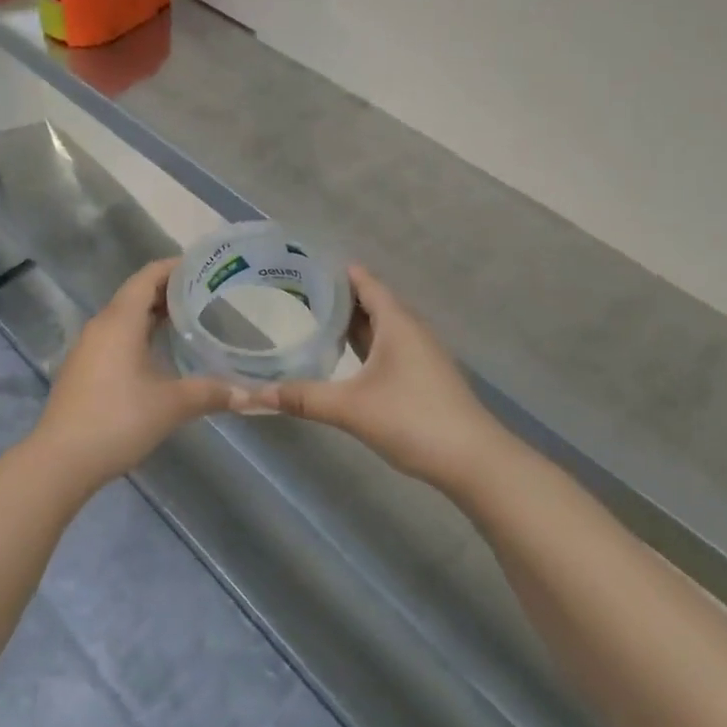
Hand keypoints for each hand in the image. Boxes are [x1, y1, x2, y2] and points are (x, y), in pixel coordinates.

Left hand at [26, 260, 235, 491]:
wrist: (61, 460)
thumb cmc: (118, 420)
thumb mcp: (172, 405)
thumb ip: (212, 392)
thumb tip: (252, 395)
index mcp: (120, 320)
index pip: (148, 276)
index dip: (176, 266)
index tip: (207, 266)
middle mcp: (101, 325)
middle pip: (137, 293)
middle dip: (171, 290)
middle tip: (210, 293)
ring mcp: (88, 348)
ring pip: (125, 317)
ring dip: (155, 314)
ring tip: (193, 319)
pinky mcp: (84, 369)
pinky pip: (116, 337)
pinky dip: (141, 333)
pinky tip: (162, 352)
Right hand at [242, 265, 495, 493]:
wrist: (474, 461)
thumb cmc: (413, 419)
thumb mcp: (350, 407)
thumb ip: (302, 398)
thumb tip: (252, 395)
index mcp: (397, 323)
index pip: (366, 283)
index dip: (338, 272)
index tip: (305, 265)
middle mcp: (411, 331)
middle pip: (373, 303)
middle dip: (339, 297)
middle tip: (297, 293)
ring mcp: (421, 356)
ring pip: (382, 329)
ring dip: (352, 324)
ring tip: (314, 322)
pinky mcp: (424, 379)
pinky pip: (388, 349)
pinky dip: (365, 347)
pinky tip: (345, 361)